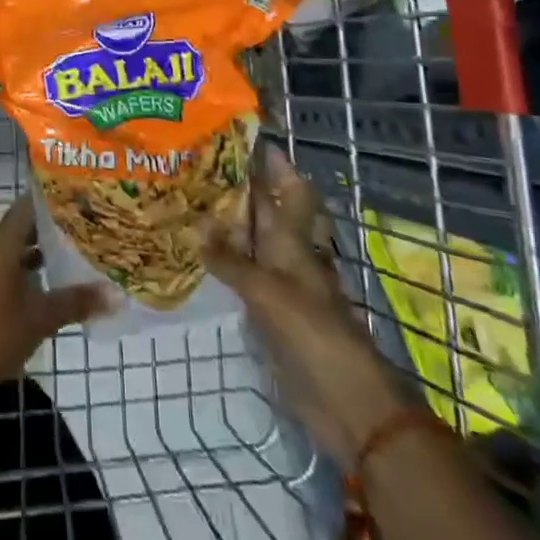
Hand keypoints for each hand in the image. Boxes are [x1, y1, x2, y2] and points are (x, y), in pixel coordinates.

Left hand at [0, 196, 110, 412]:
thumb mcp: (40, 318)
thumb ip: (76, 302)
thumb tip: (115, 294)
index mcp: (3, 243)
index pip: (29, 206)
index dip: (54, 200)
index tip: (80, 198)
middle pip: (24, 227)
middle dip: (53, 227)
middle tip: (86, 226)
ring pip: (16, 250)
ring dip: (41, 251)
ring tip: (74, 253)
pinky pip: (8, 269)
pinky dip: (29, 271)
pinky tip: (50, 284)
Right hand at [201, 151, 407, 461]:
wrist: (347, 404)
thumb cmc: (314, 336)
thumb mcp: (269, 293)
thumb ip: (232, 262)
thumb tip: (197, 228)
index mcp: (295, 242)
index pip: (287, 190)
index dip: (273, 164)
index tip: (248, 135)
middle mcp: (288, 256)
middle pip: (267, 213)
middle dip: (242, 188)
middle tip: (202, 164)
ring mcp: (281, 286)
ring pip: (253, 242)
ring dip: (229, 223)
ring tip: (192, 201)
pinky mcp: (272, 314)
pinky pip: (244, 276)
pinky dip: (225, 261)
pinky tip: (200, 255)